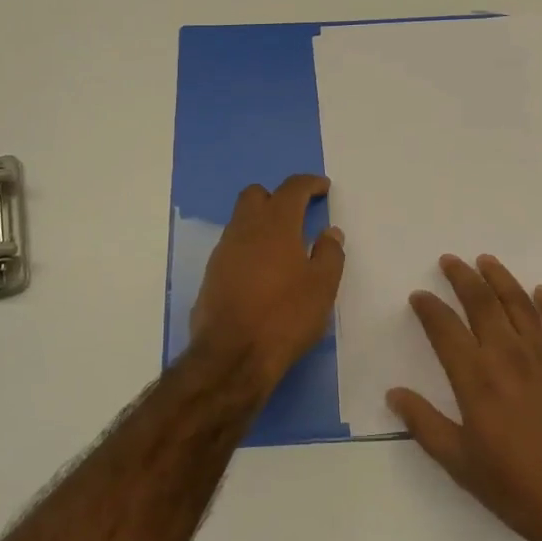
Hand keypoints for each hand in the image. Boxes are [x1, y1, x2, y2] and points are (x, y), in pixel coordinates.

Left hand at [191, 174, 344, 385]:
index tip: (322, 188)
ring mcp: (223, 251)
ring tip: (283, 247)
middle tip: (297, 214)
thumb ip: (330, 253)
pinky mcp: (211, 274)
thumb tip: (330, 232)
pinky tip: (263, 272)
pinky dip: (249, 247)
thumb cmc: (285, 316)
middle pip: (256, 195)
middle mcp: (245, 228)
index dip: (309, 183)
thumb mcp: (322, 287)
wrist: (231, 356)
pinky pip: (233, 246)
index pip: (292, 188)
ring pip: (241, 220)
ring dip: (261, 223)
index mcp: (276, 224)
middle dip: (277, 197)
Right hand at [388, 254, 541, 540]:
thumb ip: (425, 425)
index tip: (419, 296)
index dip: (429, 308)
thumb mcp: (461, 464)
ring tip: (486, 261)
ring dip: (500, 278)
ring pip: (518, 302)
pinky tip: (541, 293)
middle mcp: (507, 354)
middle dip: (462, 278)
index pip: (444, 328)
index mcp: (475, 377)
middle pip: (481, 302)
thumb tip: (394, 394)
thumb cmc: (519, 488)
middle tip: (450, 261)